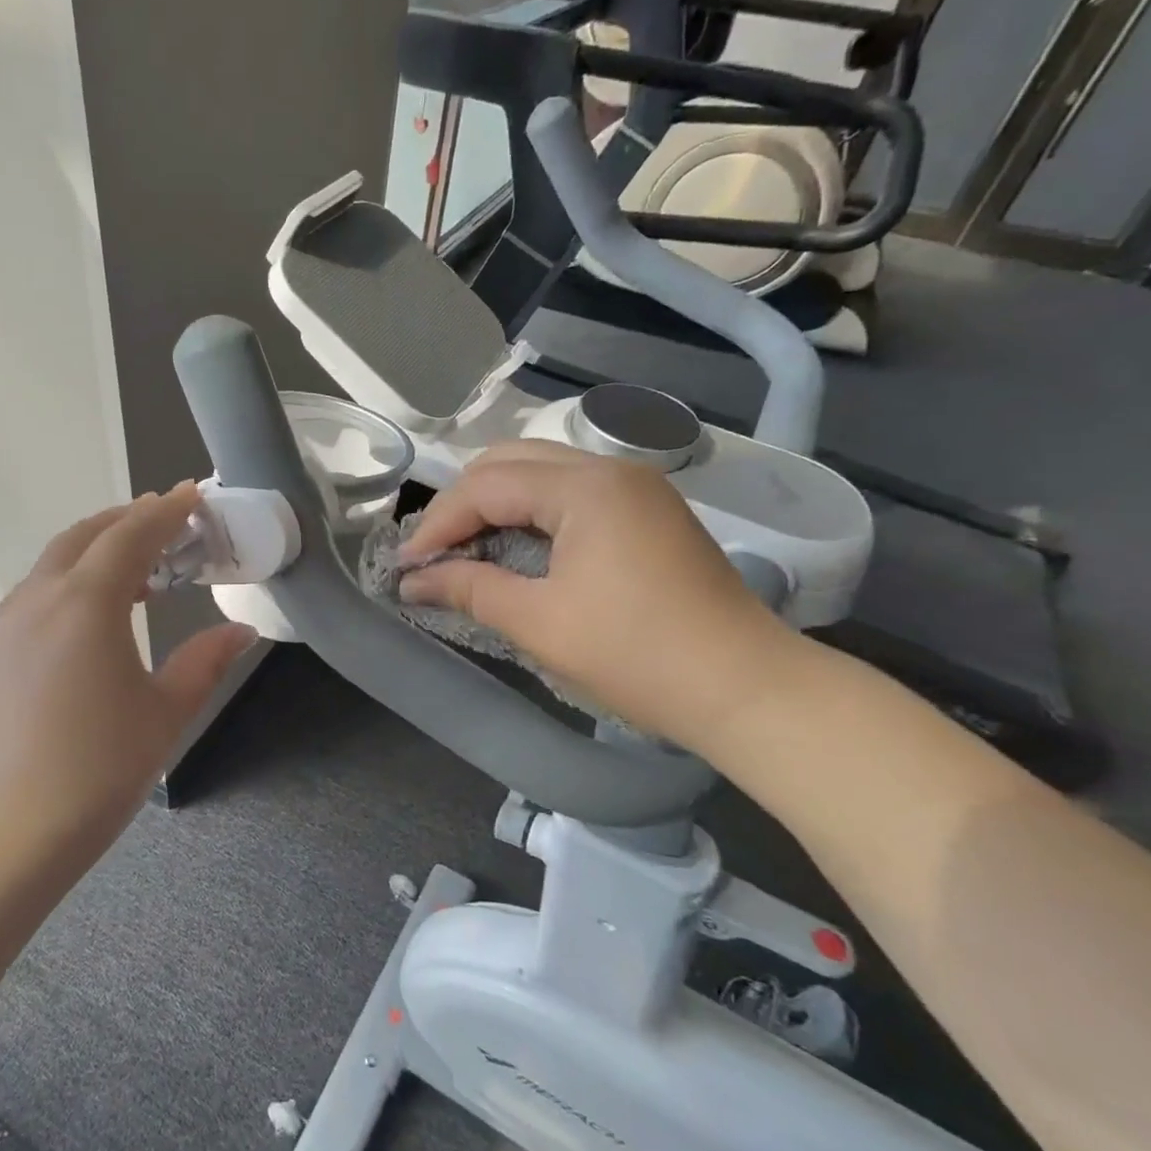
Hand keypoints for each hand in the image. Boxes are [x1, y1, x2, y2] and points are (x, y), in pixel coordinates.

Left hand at [0, 483, 256, 873]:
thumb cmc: (91, 774)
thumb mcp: (162, 717)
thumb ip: (203, 664)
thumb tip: (241, 633)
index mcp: (87, 602)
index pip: (132, 534)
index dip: (167, 511)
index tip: (194, 496)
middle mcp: (39, 599)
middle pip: (85, 536)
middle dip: (128, 520)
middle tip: (168, 524)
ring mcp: (4, 627)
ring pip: (54, 565)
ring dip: (96, 552)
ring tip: (136, 572)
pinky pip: (35, 597)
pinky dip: (70, 585)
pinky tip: (89, 622)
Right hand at [399, 442, 796, 747]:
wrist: (745, 688)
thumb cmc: (634, 654)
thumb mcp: (538, 622)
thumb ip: (468, 588)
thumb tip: (412, 579)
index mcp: (585, 487)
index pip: (486, 485)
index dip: (438, 522)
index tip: (406, 564)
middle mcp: (610, 470)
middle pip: (511, 461)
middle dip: (463, 503)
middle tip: (434, 553)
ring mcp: (636, 488)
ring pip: (542, 472)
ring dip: (497, 505)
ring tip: (467, 550)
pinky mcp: (648, 512)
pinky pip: (571, 493)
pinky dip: (532, 514)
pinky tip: (517, 549)